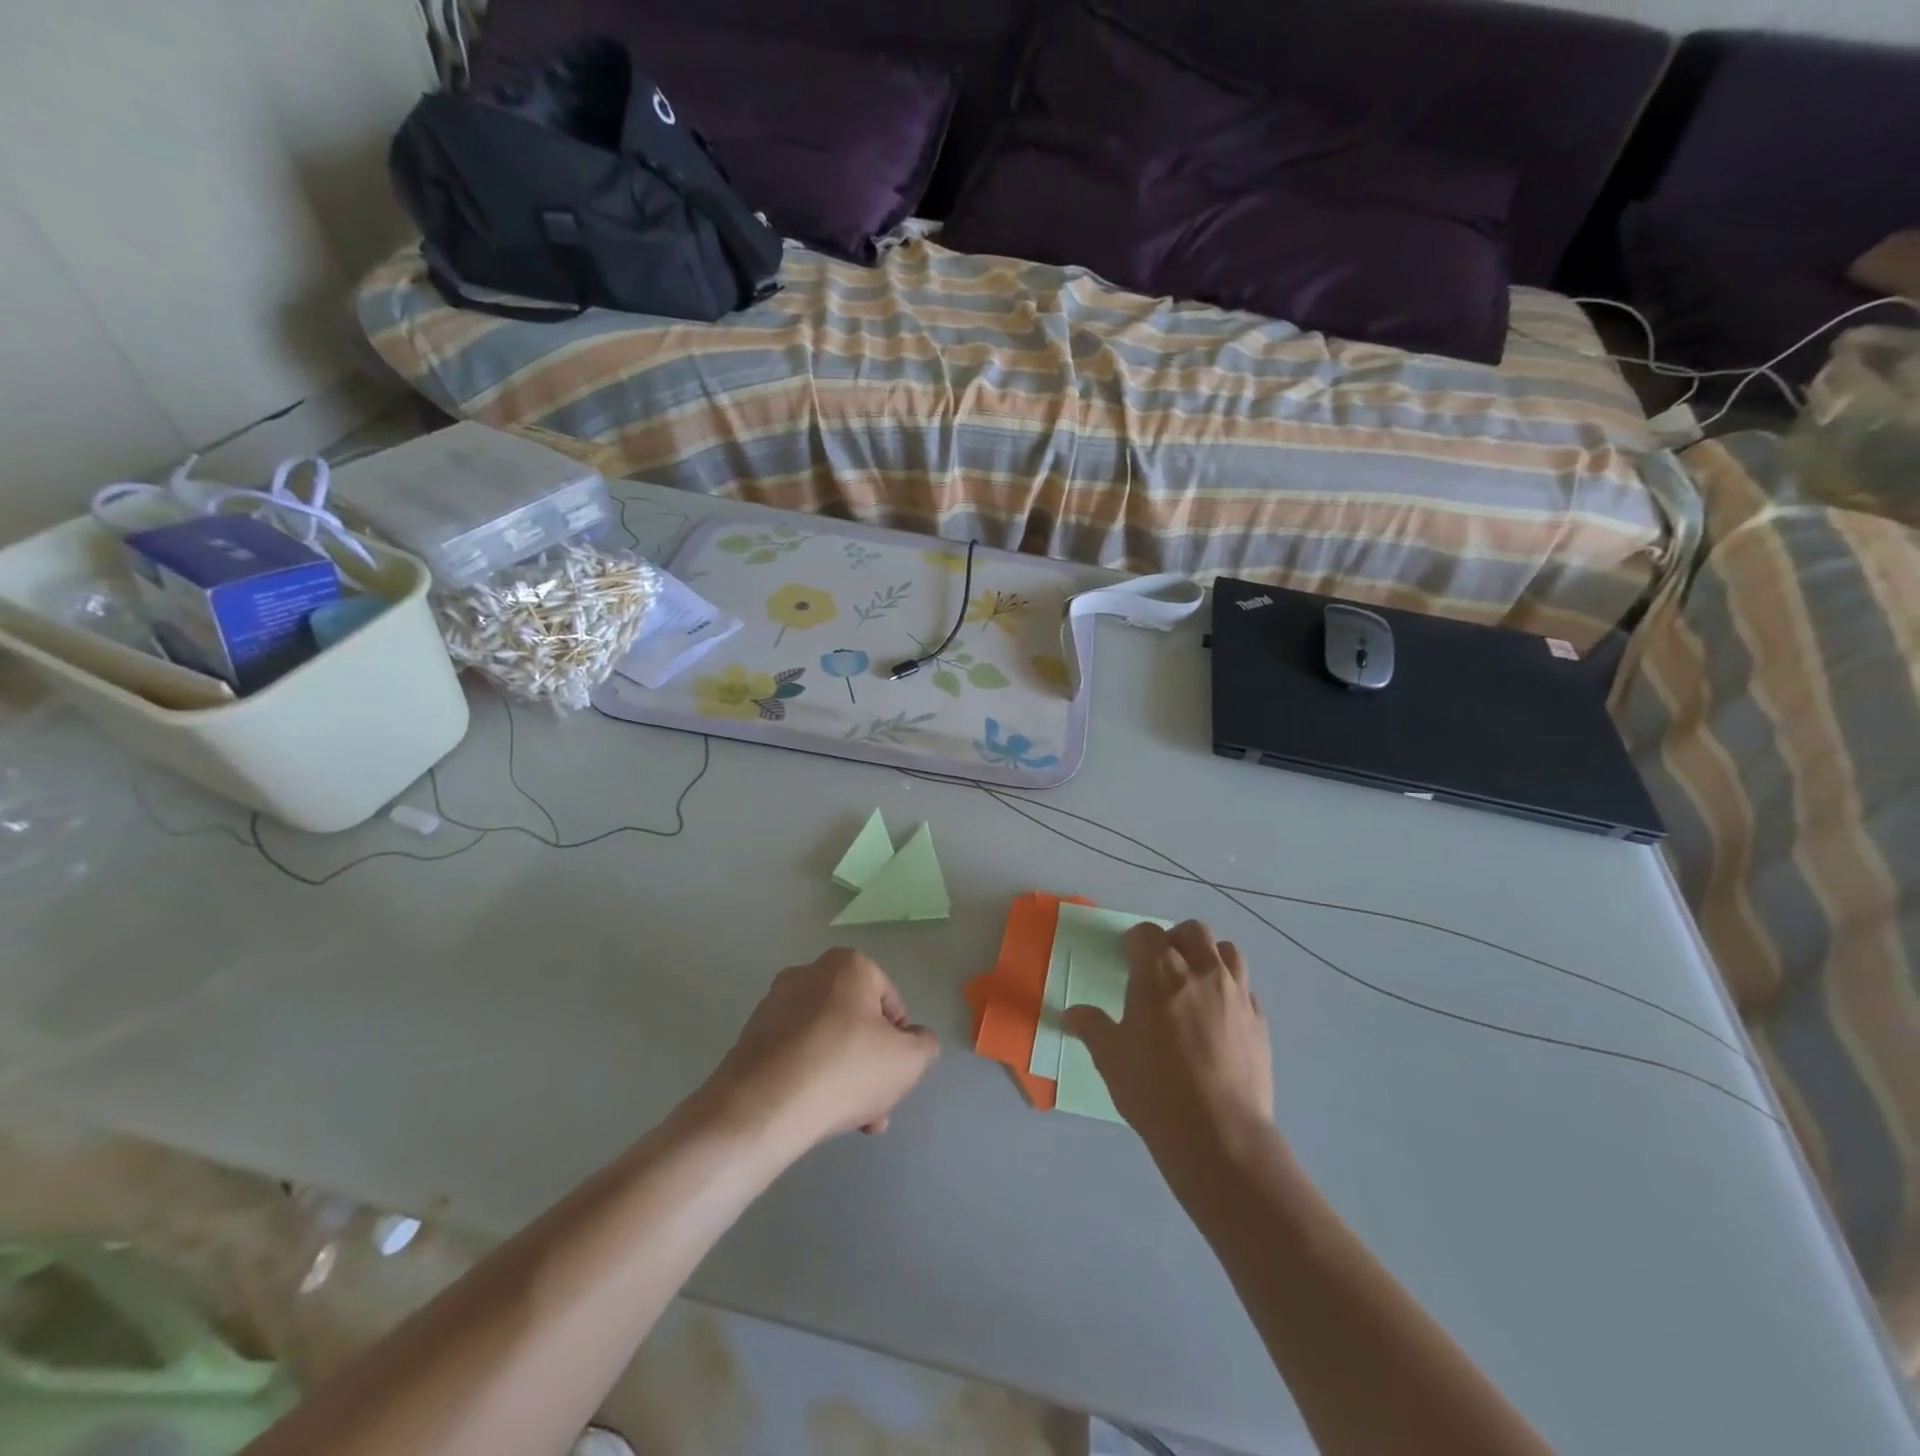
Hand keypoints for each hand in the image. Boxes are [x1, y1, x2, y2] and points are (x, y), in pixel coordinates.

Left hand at [702, 948, 939, 1151]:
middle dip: (871, 1066)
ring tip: (849, 1121)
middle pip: (855, 1022)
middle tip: (877, 1106)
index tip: (895, 1075)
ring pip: (826, 1041)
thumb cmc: (845, 1070)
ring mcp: (774, 1005)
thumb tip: (914, 1039)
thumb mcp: (909, 1061)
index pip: (890, 1001)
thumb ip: (924, 1044)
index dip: (900, 1041)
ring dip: (844, 1077)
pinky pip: (796, 1054)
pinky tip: (816, 1114)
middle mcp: (808, 973)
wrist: (761, 1108)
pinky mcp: (751, 1037)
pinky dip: (810, 1078)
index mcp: (848, 965)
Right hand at [1065, 920, 1273, 1156]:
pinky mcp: (1260, 1020)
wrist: (1219, 1134)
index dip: (1135, 941)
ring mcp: (1236, 993)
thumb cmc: (1154, 1089)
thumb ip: (1092, 1027)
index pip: (1147, 932)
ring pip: (1227, 951)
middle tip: (1161, 967)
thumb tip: (1070, 1014)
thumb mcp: (1110, 1057)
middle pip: (1193, 931)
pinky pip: (1247, 989)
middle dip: (1175, 940)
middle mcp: (1201, 971)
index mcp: (1159, 972)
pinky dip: (1232, 992)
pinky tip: (1220, 1018)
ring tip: (1195, 983)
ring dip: (1209, 957)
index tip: (1128, 959)